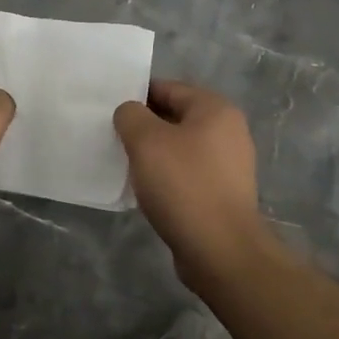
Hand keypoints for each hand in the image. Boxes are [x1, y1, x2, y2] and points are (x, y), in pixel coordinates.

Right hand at [114, 80, 273, 282]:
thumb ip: (131, 115)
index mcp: (215, 109)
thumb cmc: (183, 185)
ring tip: (125, 164)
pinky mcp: (222, 194)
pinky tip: (145, 190)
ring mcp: (228, 165)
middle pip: (175, 117)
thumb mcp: (146, 140)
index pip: (168, 88)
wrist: (220, 251)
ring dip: (153, 154)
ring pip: (179, 147)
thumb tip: (130, 113)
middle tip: (112, 137)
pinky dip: (166, 177)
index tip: (109, 110)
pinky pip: (186, 174)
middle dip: (143, 126)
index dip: (136, 96)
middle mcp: (228, 131)